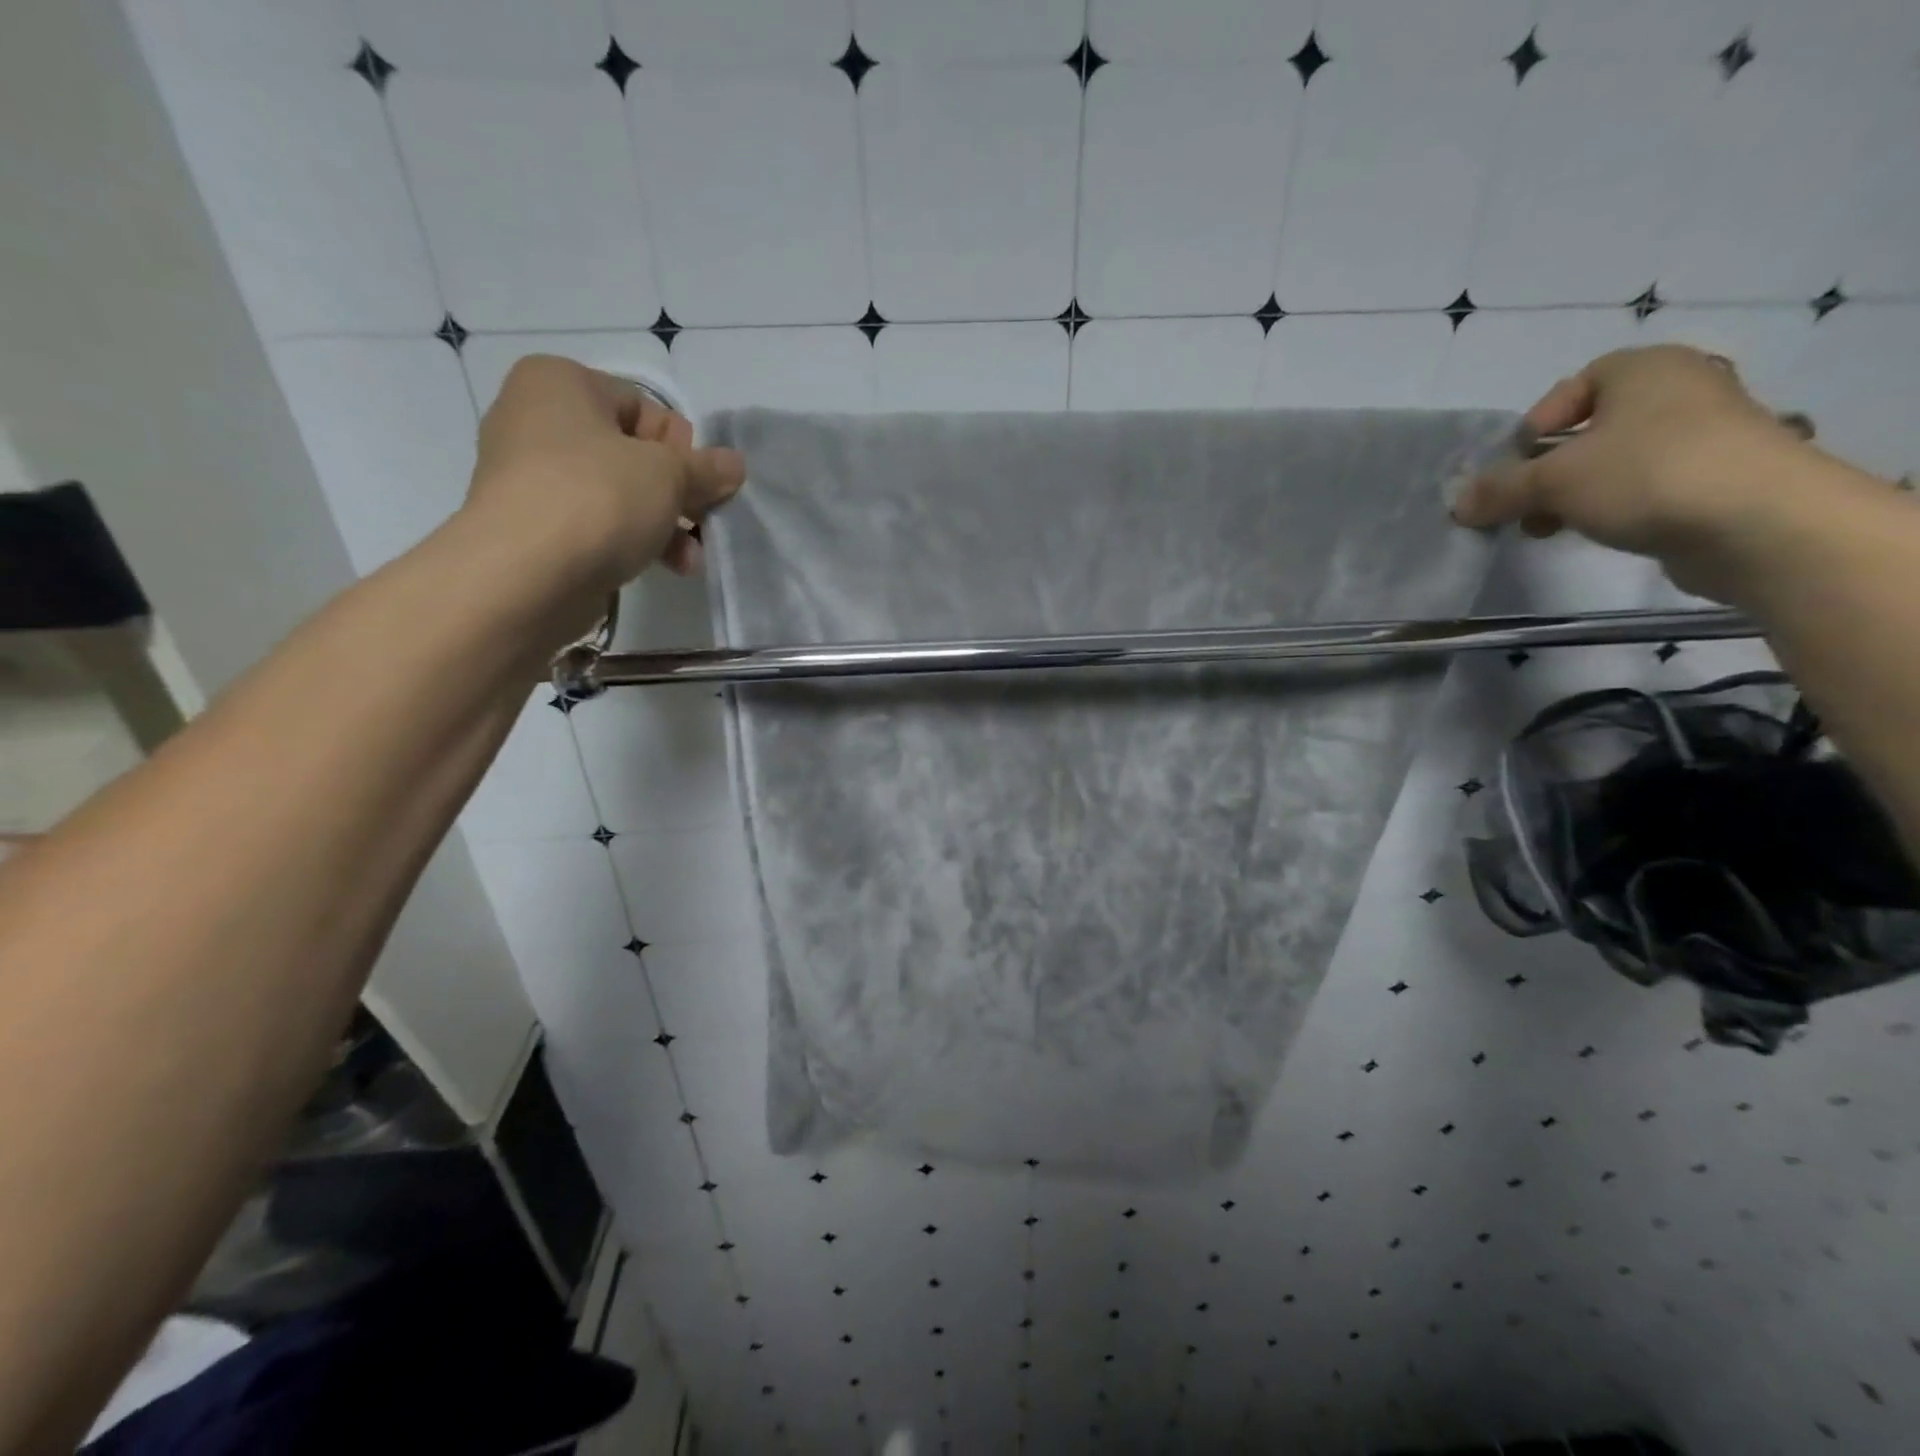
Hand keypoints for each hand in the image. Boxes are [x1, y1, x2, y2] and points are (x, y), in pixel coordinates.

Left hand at [467, 354, 744, 590]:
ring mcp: (528, 476)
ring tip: (689, 559)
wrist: (526, 575)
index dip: (681, 447)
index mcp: (559, 382)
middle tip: (702, 522)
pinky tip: (661, 567)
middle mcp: (535, 419)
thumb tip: (734, 464)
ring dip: (662, 524)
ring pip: (616, 493)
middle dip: (676, 493)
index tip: (699, 483)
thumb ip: (706, 469)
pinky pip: (594, 523)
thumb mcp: (669, 475)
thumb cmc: (599, 498)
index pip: (642, 405)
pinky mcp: (531, 525)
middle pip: (631, 453)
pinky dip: (629, 540)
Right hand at [1452, 344, 1821, 601]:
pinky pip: (1645, 484)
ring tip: (1550, 528)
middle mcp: (1680, 389)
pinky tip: (1595, 531)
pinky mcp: (1716, 477)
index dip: (1533, 427)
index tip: (1514, 467)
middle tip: (1521, 505)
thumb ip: (1498, 490)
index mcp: (1644, 369)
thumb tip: (1459, 505)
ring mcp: (1705, 433)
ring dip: (1572, 494)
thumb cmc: (1645, 475)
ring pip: (1614, 460)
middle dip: (1546, 470)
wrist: (1757, 520)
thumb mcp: (1551, 481)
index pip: (1573, 387)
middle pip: (1589, 428)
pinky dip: (1613, 505)